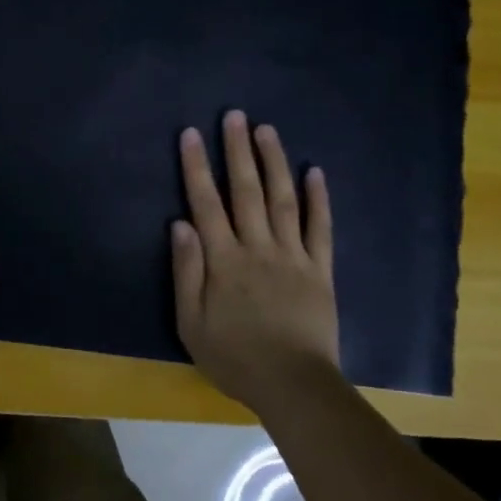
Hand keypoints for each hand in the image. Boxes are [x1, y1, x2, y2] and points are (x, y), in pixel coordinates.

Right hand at [172, 110, 339, 414]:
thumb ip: (186, 271)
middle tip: (235, 116)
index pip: (205, 203)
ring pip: (283, 200)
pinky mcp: (321, 270)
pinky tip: (315, 172)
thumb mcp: (191, 323)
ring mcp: (293, 256)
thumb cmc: (234, 357)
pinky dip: (319, 199)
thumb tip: (180, 224)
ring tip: (267, 131)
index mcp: (224, 260)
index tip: (190, 134)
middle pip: (246, 191)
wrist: (294, 385)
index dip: (196, 167)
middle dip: (237, 151)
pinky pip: (321, 228)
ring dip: (274, 163)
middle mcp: (258, 248)